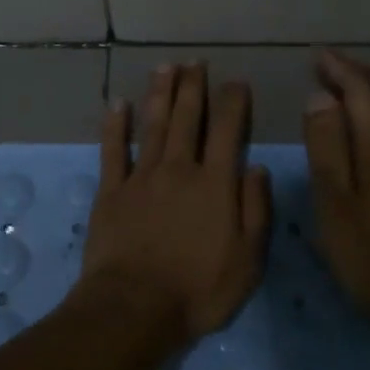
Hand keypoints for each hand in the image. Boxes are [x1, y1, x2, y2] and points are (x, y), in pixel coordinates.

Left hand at [80, 63, 272, 339]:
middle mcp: (179, 169)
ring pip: (153, 125)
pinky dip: (116, 125)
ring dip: (160, 94)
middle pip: (186, 119)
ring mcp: (142, 177)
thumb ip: (255, 210)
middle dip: (193, 87)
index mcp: (215, 184)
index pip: (227, 131)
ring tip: (165, 68)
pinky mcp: (112, 191)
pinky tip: (118, 104)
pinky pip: (113, 150)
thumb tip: (257, 167)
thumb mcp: (247, 260)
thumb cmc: (198, 290)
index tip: (237, 82)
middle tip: (195, 62)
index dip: (233, 103)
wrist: (135, 306)